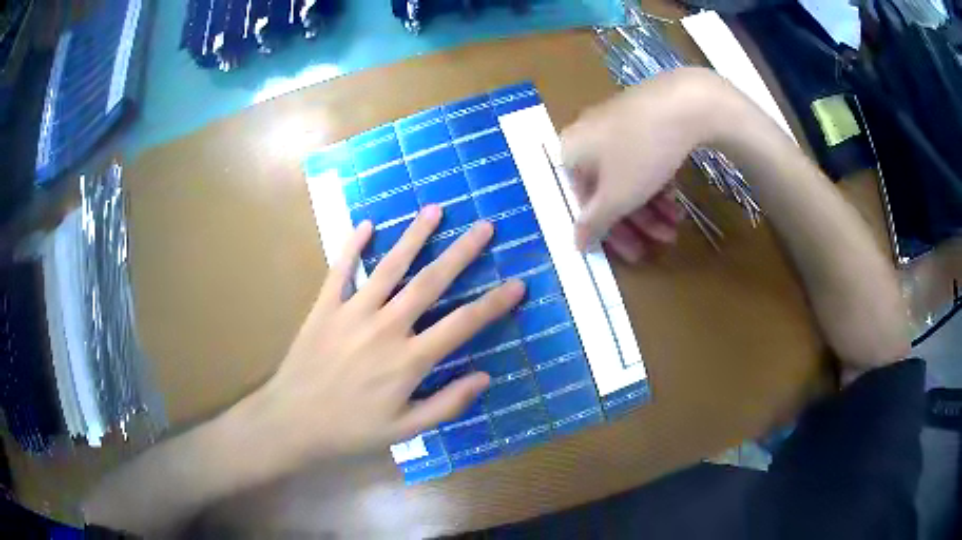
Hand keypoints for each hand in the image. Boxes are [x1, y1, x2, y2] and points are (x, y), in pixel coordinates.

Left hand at [243, 205, 524, 470]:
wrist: (293, 421)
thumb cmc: (351, 429)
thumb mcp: (405, 429)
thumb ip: (447, 404)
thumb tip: (485, 377)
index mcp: (409, 360)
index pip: (462, 324)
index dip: (494, 304)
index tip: (517, 283)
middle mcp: (386, 327)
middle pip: (430, 282)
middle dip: (461, 252)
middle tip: (484, 226)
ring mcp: (353, 312)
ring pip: (390, 266)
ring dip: (414, 236)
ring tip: (435, 209)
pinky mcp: (325, 306)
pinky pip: (341, 269)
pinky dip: (353, 245)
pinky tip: (367, 223)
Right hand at [560, 68, 724, 259]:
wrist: (683, 102)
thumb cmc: (641, 152)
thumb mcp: (617, 196)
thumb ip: (594, 223)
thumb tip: (575, 243)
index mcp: (571, 152)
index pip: (583, 202)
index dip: (609, 233)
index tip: (633, 253)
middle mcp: (587, 136)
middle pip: (608, 190)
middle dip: (638, 222)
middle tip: (662, 241)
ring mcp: (616, 124)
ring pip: (628, 176)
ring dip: (652, 207)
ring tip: (676, 225)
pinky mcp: (641, 119)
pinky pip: (642, 159)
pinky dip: (656, 183)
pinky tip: (676, 199)